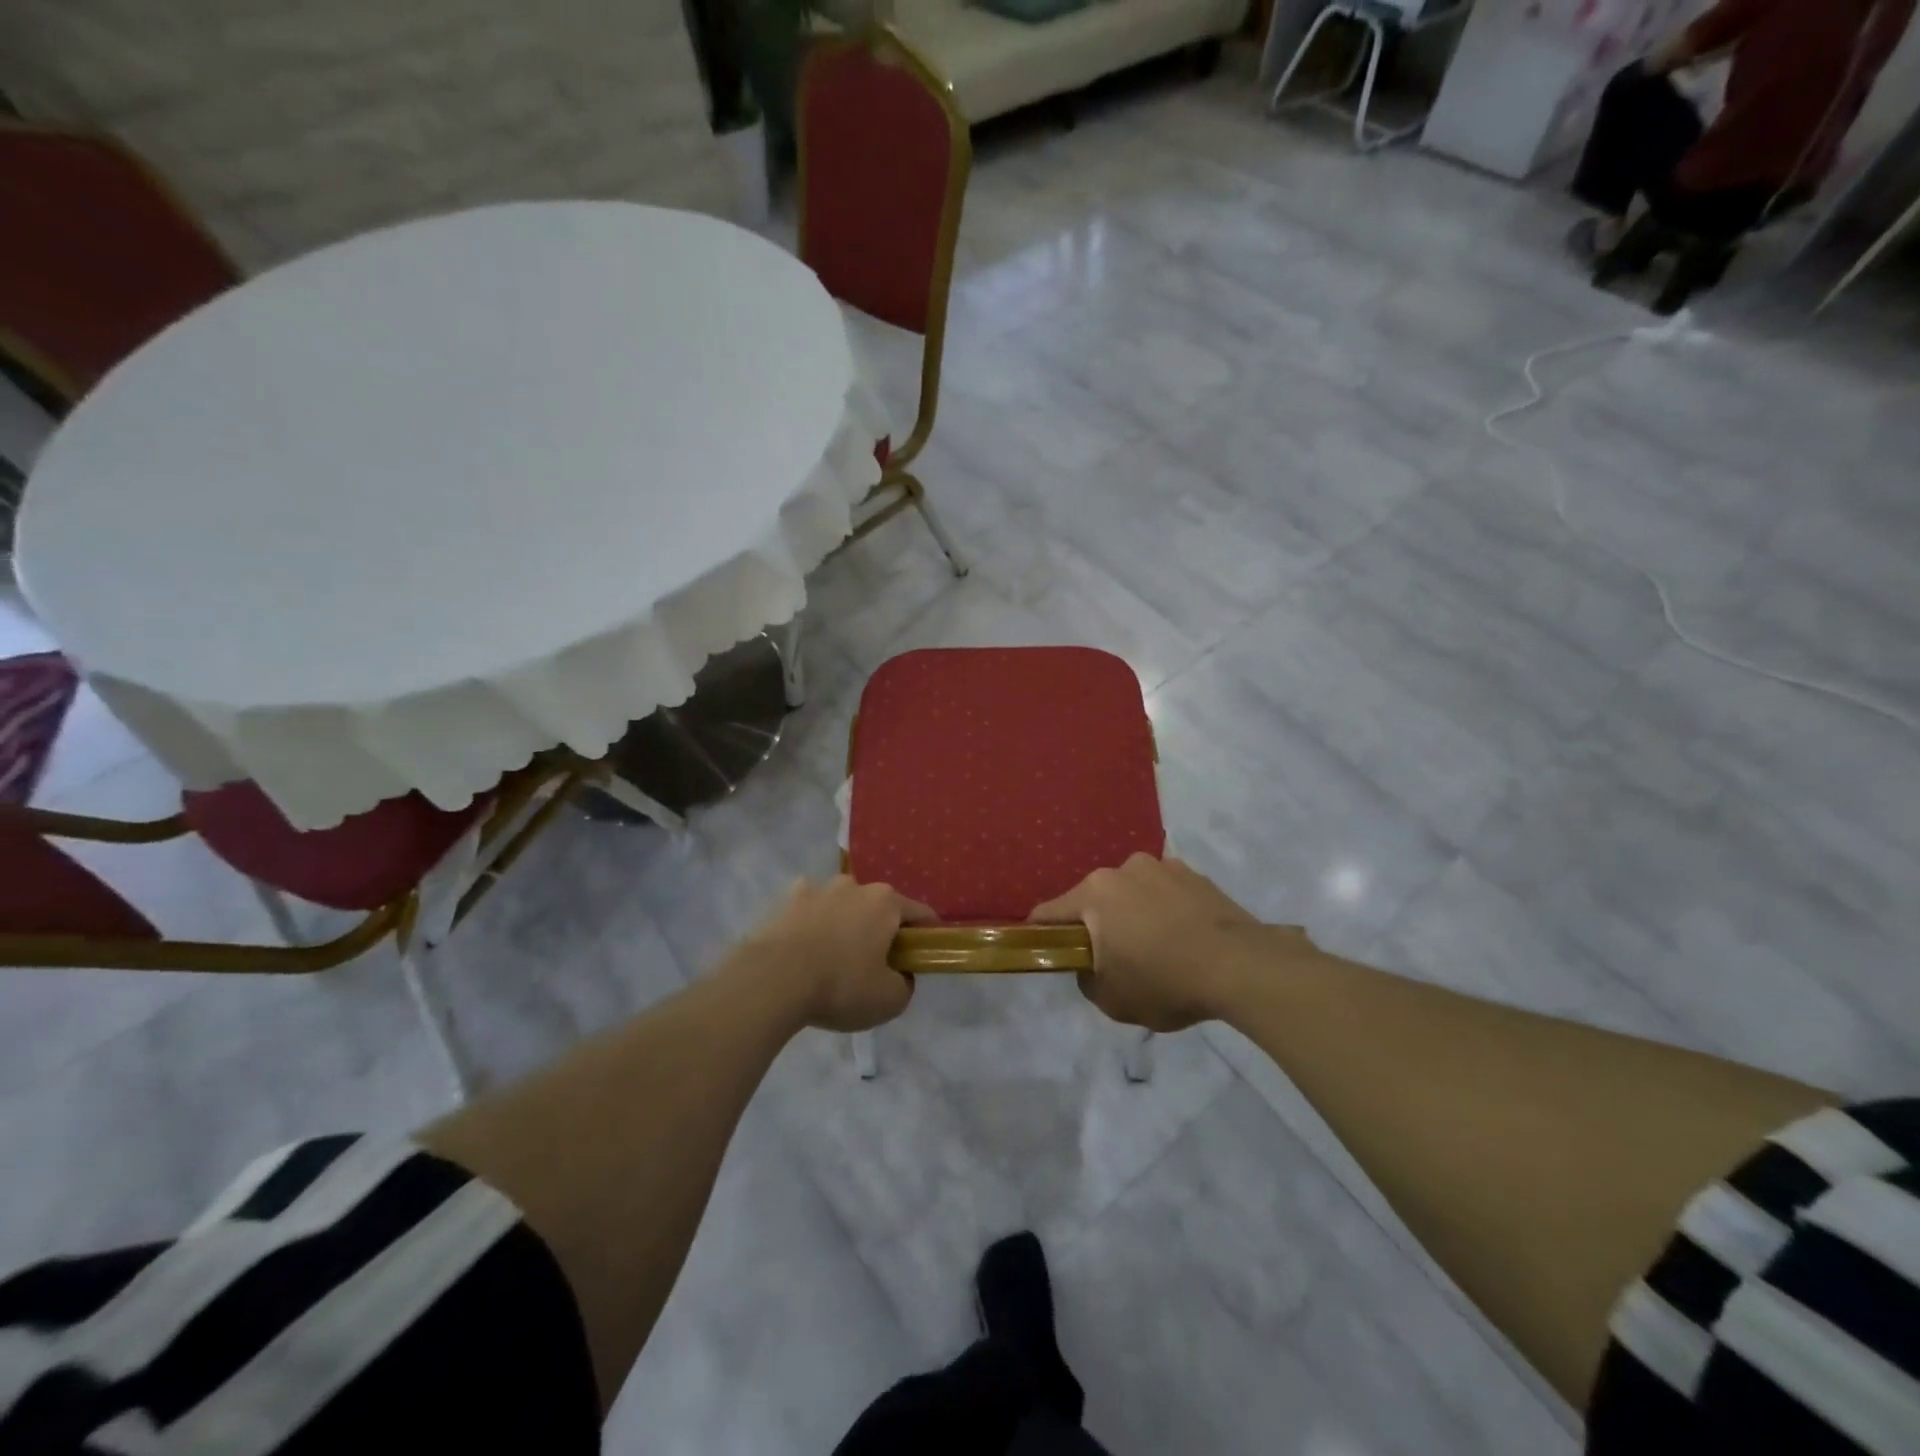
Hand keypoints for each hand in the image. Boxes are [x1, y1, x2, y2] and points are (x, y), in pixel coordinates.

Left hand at [737, 876, 932, 1032]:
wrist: (772, 981)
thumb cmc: (840, 986)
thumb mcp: (890, 1000)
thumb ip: (905, 984)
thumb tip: (900, 974)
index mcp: (886, 902)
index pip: (920, 914)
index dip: (926, 936)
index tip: (921, 958)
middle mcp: (854, 885)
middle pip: (878, 907)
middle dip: (880, 930)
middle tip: (874, 965)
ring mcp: (817, 888)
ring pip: (841, 906)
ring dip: (843, 924)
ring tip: (832, 960)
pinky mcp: (784, 901)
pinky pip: (808, 912)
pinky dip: (811, 926)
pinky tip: (803, 952)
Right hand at [1031, 854, 1271, 1031]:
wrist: (1241, 967)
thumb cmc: (1166, 982)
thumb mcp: (1112, 1000)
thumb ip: (1088, 980)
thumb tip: (1092, 966)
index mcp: (1095, 894)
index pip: (1048, 912)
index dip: (1041, 934)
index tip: (1048, 952)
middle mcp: (1123, 869)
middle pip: (1094, 899)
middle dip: (1097, 925)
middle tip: (1115, 960)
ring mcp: (1162, 867)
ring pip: (1131, 893)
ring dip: (1133, 914)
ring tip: (1158, 948)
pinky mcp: (1195, 874)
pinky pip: (1165, 893)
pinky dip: (1165, 910)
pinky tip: (1184, 938)